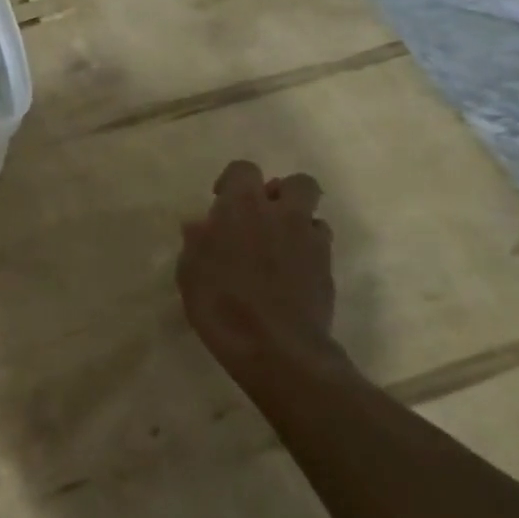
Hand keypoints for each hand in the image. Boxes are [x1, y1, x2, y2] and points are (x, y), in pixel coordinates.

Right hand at [176, 161, 346, 390]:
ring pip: (314, 215)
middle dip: (283, 193)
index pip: (244, 169)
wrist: (276, 348)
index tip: (221, 201)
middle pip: (298, 183)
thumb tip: (200, 225)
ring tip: (278, 250)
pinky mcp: (328, 270)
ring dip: (297, 225)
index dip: (233, 181)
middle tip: (263, 216)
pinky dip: (307, 253)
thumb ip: (197, 242)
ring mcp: (311, 242)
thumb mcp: (190, 273)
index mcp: (242, 207)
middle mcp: (282, 215)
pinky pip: (320, 247)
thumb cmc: (221, 304)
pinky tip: (290, 276)